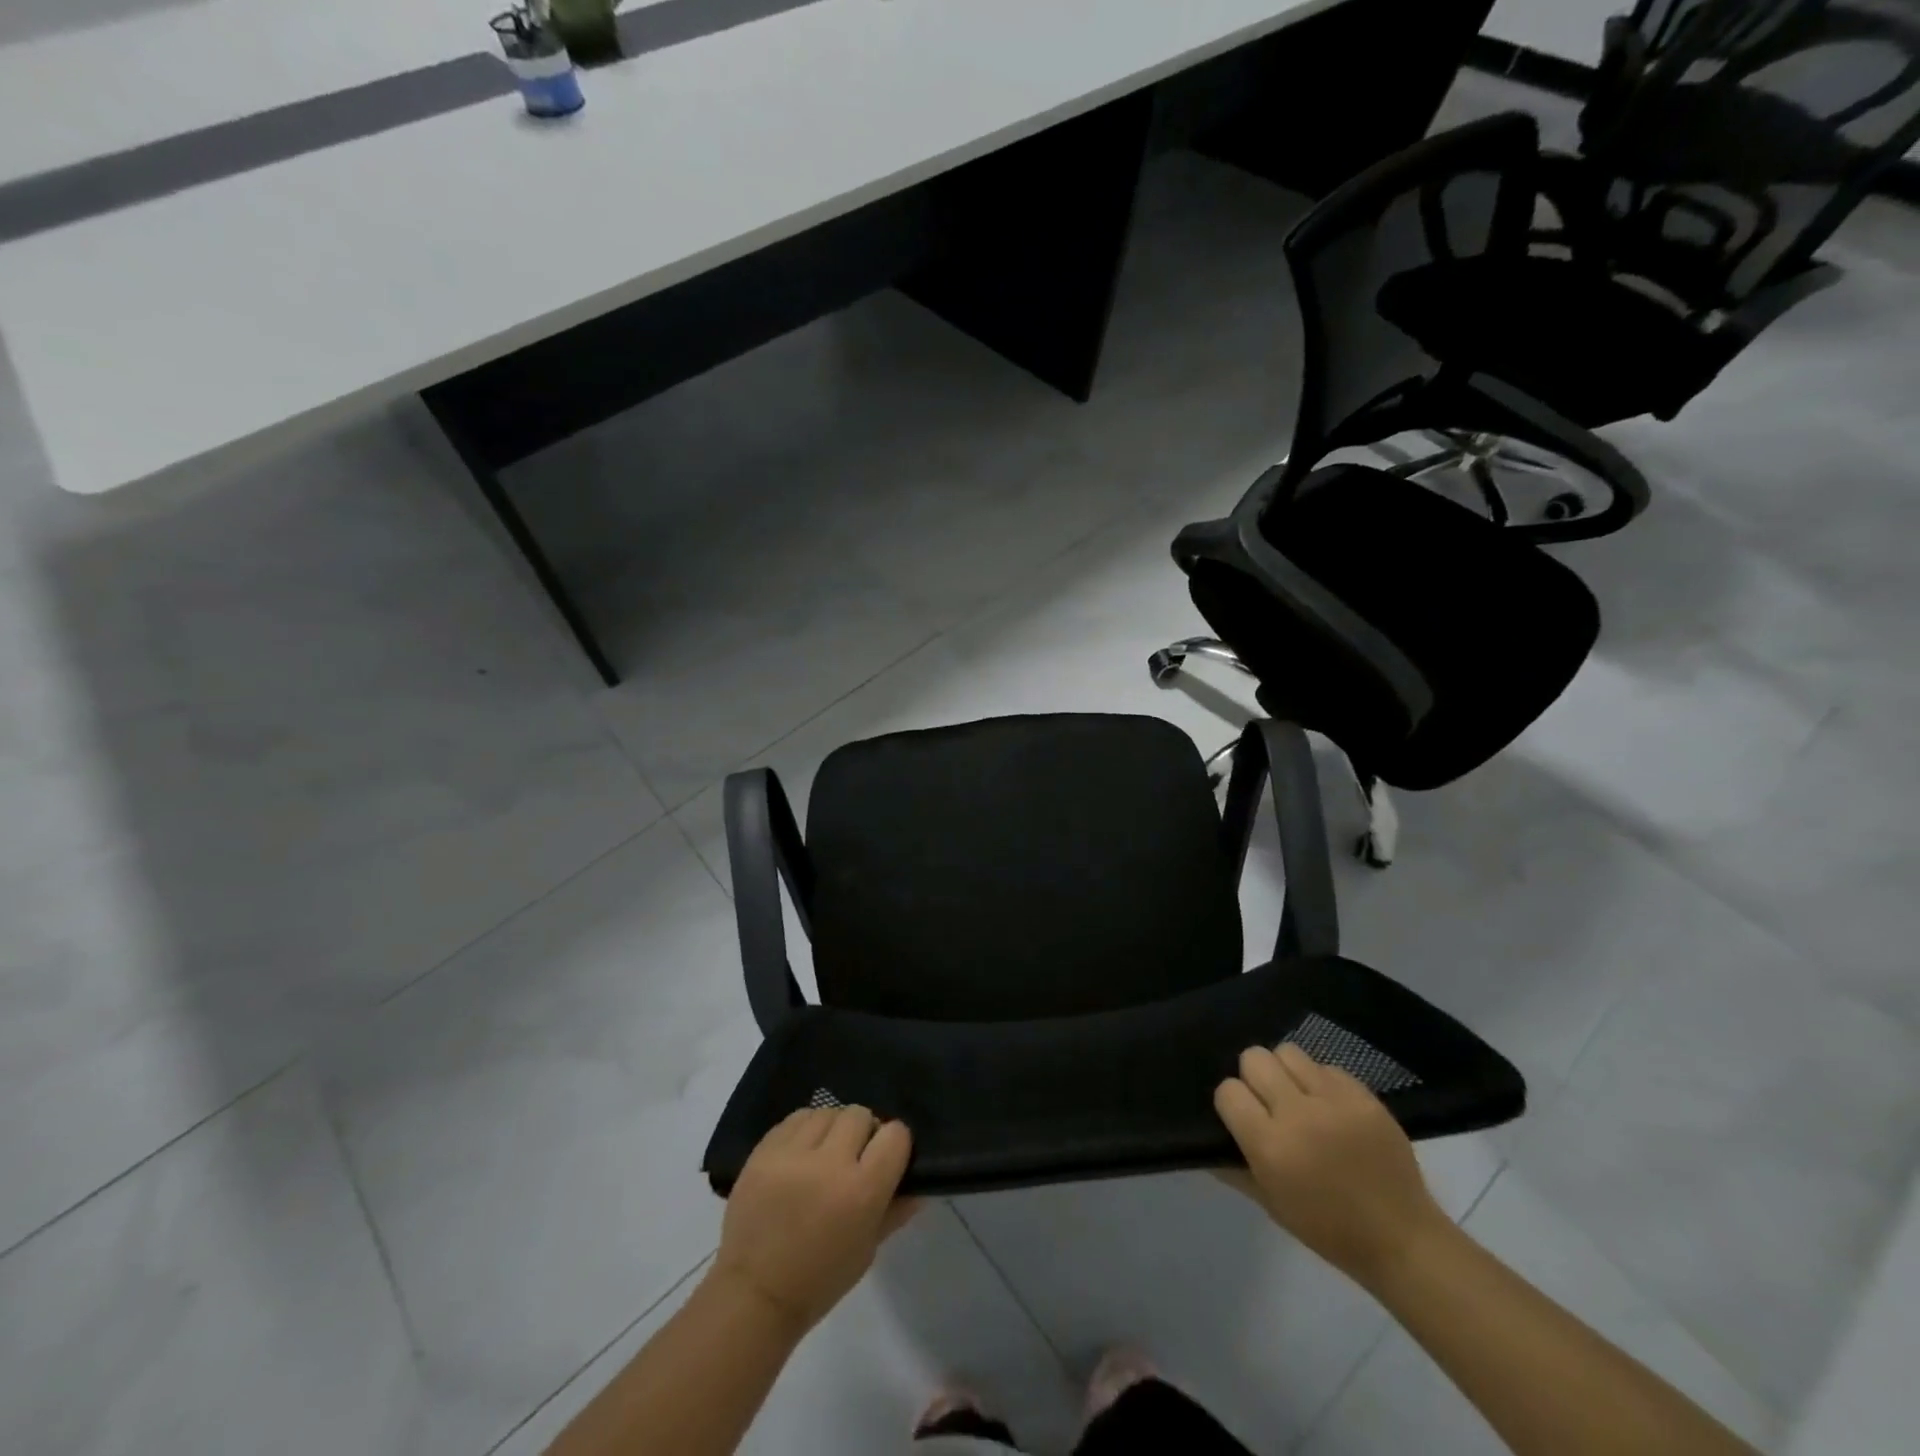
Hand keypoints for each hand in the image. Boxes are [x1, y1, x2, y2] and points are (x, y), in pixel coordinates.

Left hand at [713, 1106, 919, 1334]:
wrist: (753, 1294)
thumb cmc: (819, 1280)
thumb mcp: (867, 1250)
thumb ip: (895, 1210)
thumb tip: (919, 1184)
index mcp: (861, 1191)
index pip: (895, 1135)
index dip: (895, 1142)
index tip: (887, 1156)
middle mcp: (829, 1163)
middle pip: (860, 1114)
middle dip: (863, 1132)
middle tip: (854, 1156)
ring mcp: (792, 1153)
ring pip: (828, 1111)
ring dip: (833, 1128)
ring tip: (825, 1153)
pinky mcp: (764, 1149)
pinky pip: (796, 1118)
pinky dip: (806, 1129)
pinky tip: (802, 1151)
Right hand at [1214, 1044, 1448, 1288]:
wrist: (1402, 1239)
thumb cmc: (1328, 1229)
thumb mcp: (1270, 1203)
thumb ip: (1232, 1166)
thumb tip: (1205, 1138)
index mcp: (1271, 1146)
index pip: (1228, 1090)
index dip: (1232, 1102)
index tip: (1243, 1117)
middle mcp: (1298, 1114)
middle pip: (1254, 1058)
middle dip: (1254, 1077)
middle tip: (1268, 1102)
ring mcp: (1335, 1101)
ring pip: (1288, 1052)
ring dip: (1286, 1071)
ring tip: (1298, 1096)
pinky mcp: (1364, 1096)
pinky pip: (1326, 1066)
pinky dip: (1320, 1081)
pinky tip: (1329, 1106)